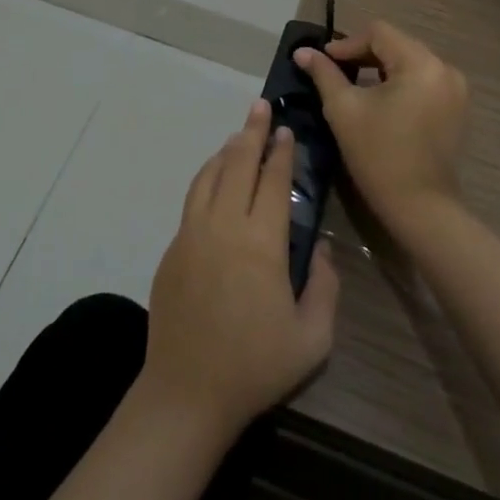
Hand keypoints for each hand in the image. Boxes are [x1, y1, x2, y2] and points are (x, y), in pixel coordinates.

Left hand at [141, 99, 339, 437]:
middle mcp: (224, 226)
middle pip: (238, 164)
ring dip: (227, 150)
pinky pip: (193, 197)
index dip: (281, 153)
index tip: (286, 130)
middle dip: (252, 132)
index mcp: (261, 243)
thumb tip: (323, 248)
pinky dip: (207, 176)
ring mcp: (193, 233)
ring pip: (210, 175)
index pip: (273, 182)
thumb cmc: (255, 367)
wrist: (186, 393)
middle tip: (260, 107)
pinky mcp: (174, 247)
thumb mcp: (312, 338)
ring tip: (239, 135)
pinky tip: (214, 176)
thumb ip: (326, 287)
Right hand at [295, 21, 468, 233]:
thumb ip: (324, 74)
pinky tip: (379, 99)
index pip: (379, 33)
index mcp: (421, 63)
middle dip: (364, 54)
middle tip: (334, 70)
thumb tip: (302, 52)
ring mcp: (455, 89)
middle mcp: (444, 69)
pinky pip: (422, 80)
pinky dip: (399, 82)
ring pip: (409, 62)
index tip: (323, 61)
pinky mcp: (456, 108)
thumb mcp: (344, 109)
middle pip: (396, 45)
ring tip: (353, 83)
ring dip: (380, 68)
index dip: (347, 44)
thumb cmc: (379, 155)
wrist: (421, 208)